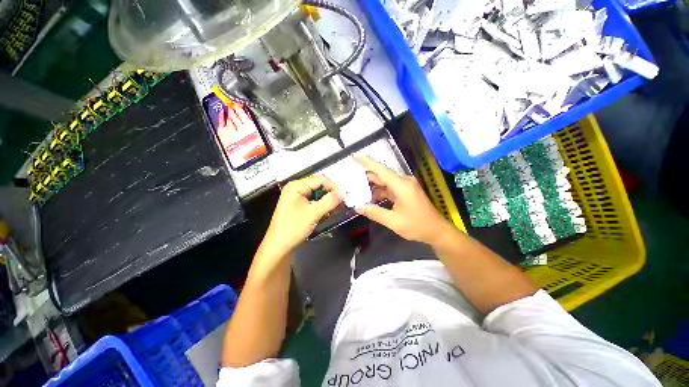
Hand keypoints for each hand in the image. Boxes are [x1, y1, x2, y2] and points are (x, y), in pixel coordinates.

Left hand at [261, 175, 342, 256]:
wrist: (279, 246)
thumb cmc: (293, 228)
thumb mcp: (313, 214)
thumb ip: (329, 201)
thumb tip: (342, 194)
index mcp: (296, 186)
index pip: (320, 179)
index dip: (333, 186)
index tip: (343, 196)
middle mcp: (295, 188)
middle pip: (318, 184)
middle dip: (330, 192)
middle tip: (340, 201)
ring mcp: (296, 196)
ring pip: (317, 192)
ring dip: (327, 198)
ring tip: (335, 207)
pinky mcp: (298, 204)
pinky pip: (313, 199)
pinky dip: (321, 203)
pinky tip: (326, 210)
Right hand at [354, 156, 451, 244]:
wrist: (436, 231)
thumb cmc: (417, 226)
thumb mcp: (394, 222)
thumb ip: (375, 213)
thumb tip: (358, 207)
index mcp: (402, 186)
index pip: (381, 170)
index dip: (367, 162)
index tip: (354, 156)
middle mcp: (404, 182)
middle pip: (382, 175)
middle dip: (366, 175)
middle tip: (351, 177)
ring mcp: (405, 186)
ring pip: (385, 182)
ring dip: (372, 185)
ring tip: (357, 188)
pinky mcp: (406, 191)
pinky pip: (389, 188)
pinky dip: (380, 191)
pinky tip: (370, 197)